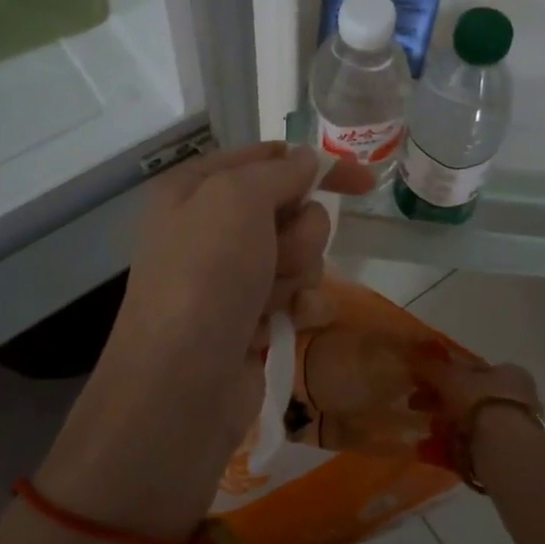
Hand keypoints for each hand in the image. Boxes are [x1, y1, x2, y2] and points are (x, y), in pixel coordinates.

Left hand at [36, 143, 373, 536]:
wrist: (181, 385)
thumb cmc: (204, 276)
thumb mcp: (237, 200)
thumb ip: (279, 172)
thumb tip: (308, 159)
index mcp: (196, 189)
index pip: (267, 158)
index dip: (315, 166)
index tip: (362, 180)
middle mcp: (212, 227)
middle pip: (292, 209)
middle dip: (298, 233)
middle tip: (275, 256)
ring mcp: (233, 275)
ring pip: (302, 253)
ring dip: (296, 273)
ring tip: (267, 299)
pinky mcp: (252, 317)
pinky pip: (298, 294)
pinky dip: (300, 306)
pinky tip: (288, 322)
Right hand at [407, 348, 542, 479]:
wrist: (505, 449)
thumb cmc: (481, 401)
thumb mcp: (451, 377)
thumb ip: (431, 366)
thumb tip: (412, 353)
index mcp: (510, 373)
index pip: (474, 369)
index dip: (447, 373)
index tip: (424, 381)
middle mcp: (516, 399)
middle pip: (470, 398)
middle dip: (441, 402)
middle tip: (415, 404)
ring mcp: (511, 430)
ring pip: (469, 425)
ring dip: (443, 427)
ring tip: (424, 431)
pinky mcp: (503, 457)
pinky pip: (469, 449)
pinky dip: (448, 449)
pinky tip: (427, 451)